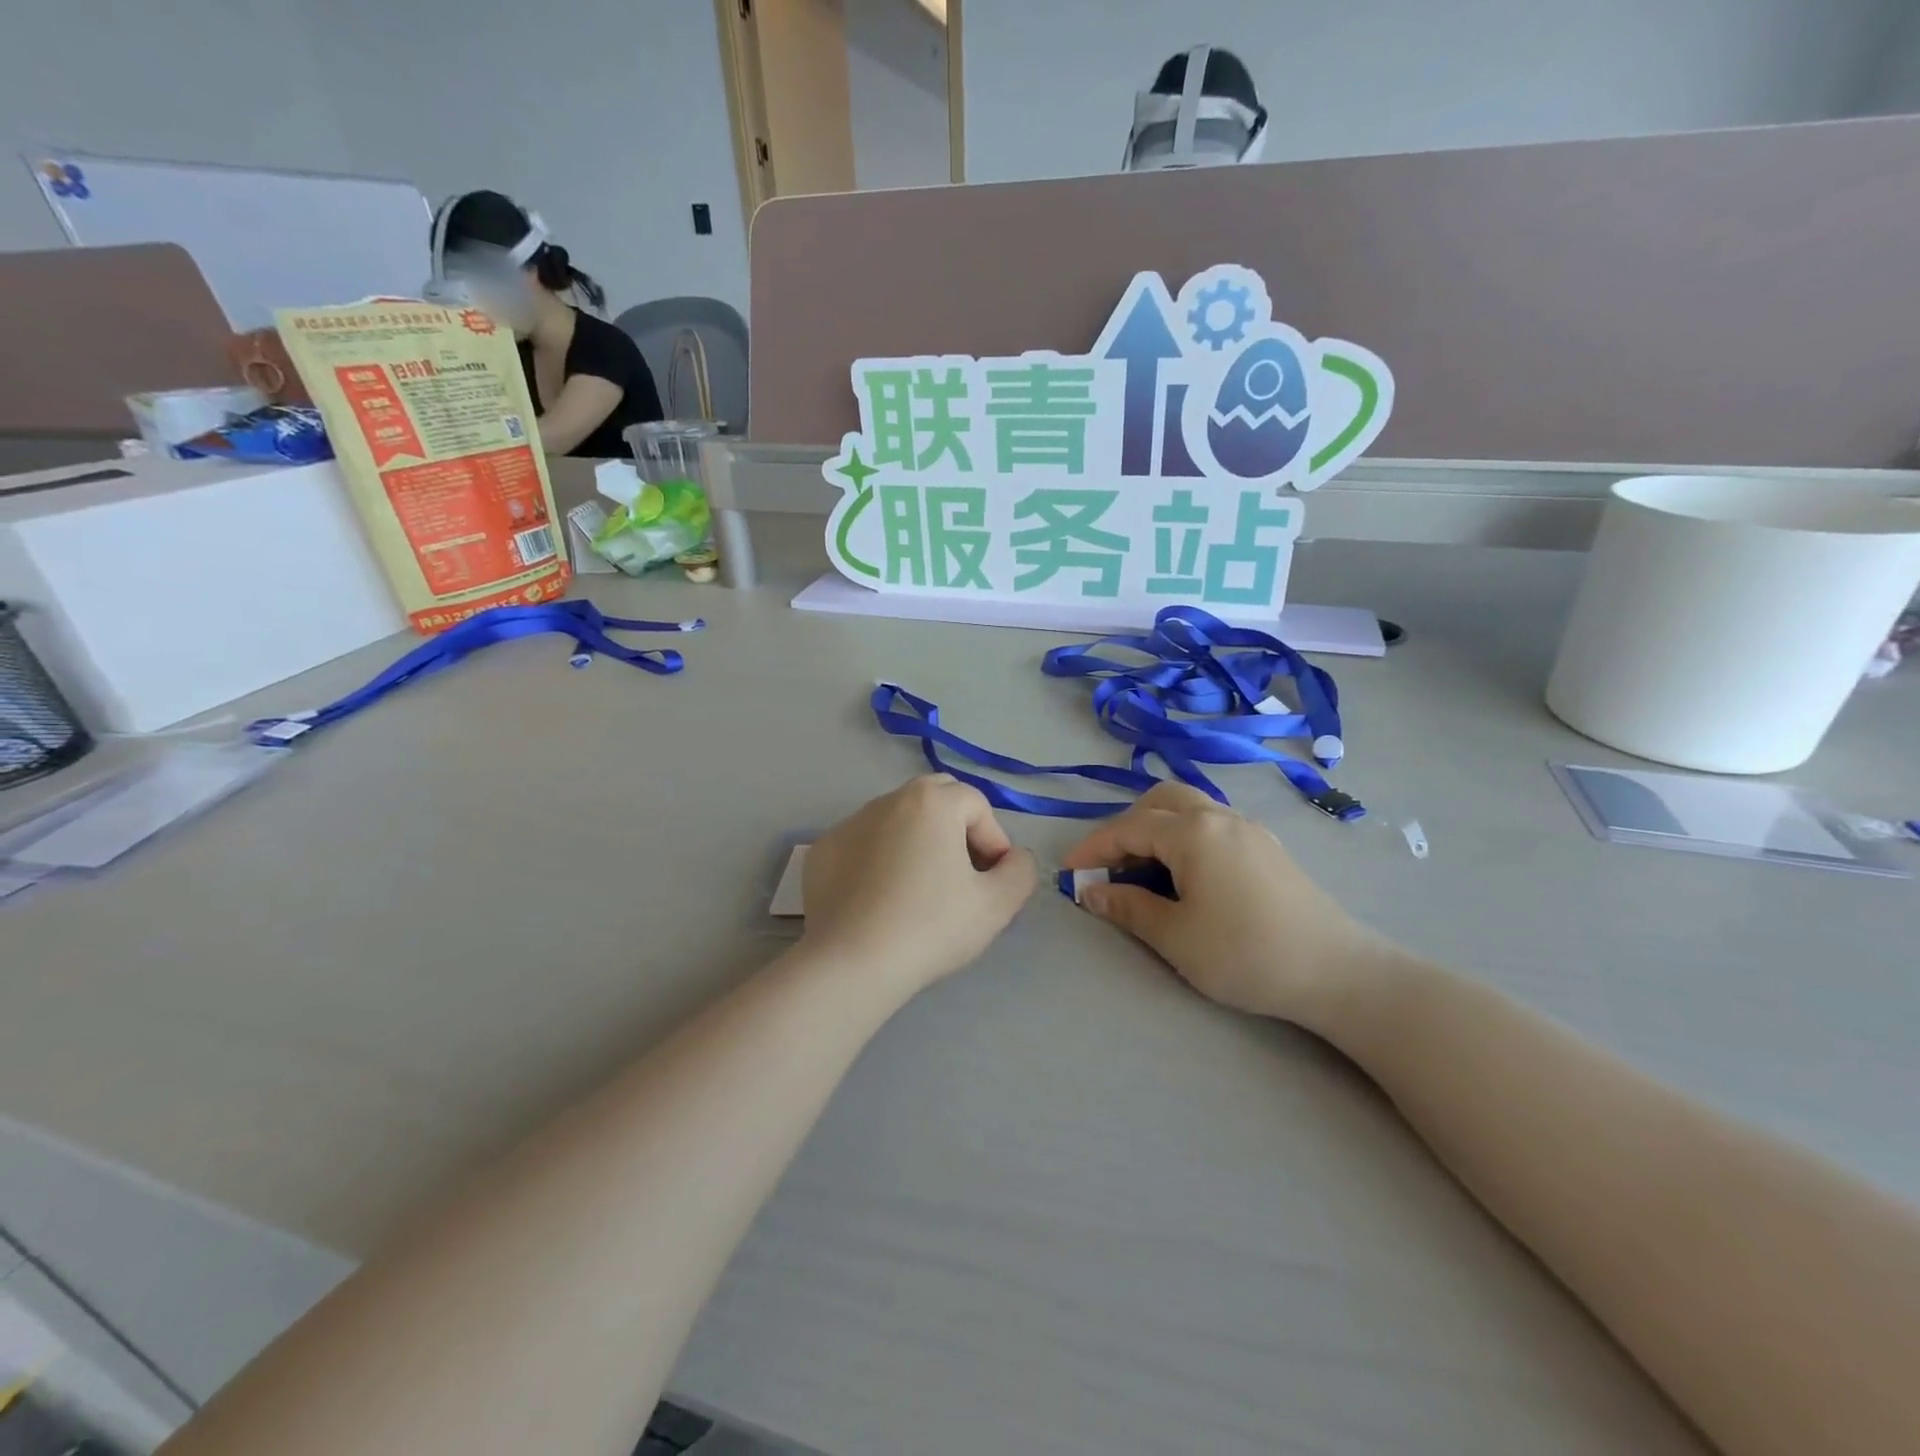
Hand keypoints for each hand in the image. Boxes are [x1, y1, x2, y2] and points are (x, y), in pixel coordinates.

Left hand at [801, 775, 1036, 996]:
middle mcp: (888, 800)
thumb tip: (1013, 858)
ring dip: (917, 842)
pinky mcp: (823, 851)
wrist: (851, 963)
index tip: (992, 882)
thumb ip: (1020, 871)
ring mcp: (849, 823)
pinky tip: (881, 900)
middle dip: (956, 828)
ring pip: (897, 819)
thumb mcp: (997, 905)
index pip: (977, 805)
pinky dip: (879, 859)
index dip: (994, 840)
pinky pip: (864, 844)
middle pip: (935, 799)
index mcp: (932, 801)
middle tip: (962, 875)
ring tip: (921, 889)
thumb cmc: (930, 927)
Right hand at [1061, 782, 1389, 1025]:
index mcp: (1193, 832)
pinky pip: (1212, 824)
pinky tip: (1186, 874)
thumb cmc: (1245, 953)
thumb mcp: (1175, 936)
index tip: (1068, 872)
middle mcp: (1219, 817)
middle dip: (1126, 827)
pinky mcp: (1267, 847)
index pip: (1128, 828)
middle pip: (1160, 801)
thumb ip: (1128, 907)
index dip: (1092, 848)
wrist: (1337, 972)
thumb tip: (1091, 892)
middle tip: (1110, 866)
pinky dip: (1184, 836)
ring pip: (1189, 808)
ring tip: (1144, 870)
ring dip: (1157, 828)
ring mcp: (1248, 828)